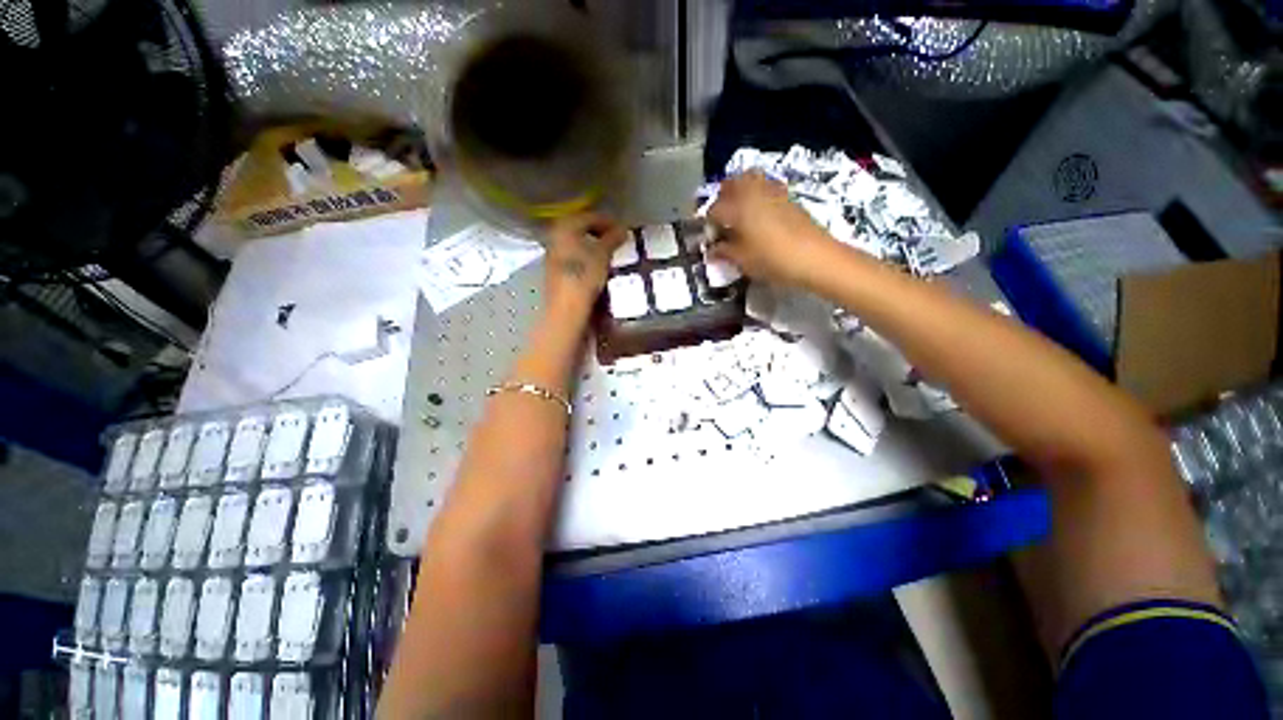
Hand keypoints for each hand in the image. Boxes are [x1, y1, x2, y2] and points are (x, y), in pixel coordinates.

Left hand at [542, 212, 627, 316]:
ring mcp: (553, 253)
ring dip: (593, 244)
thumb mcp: (603, 255)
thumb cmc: (585, 276)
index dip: (608, 221)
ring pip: (576, 241)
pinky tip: (597, 264)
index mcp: (566, 226)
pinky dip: (586, 254)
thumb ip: (612, 239)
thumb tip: (623, 229)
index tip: (623, 229)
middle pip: (580, 227)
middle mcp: (555, 235)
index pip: (590, 216)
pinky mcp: (555, 269)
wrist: (566, 307)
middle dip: (599, 231)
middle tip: (617, 239)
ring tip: (610, 252)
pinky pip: (573, 254)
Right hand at [707, 171, 835, 287]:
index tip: (709, 239)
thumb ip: (723, 252)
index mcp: (737, 206)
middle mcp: (752, 191)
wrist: (815, 257)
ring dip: (739, 193)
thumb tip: (712, 250)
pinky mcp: (788, 196)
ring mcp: (772, 190)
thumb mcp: (742, 260)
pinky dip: (756, 195)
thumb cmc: (772, 260)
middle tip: (721, 220)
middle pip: (730, 184)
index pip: (713, 210)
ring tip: (739, 214)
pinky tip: (759, 215)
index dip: (707, 225)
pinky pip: (765, 187)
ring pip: (749, 180)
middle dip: (721, 199)